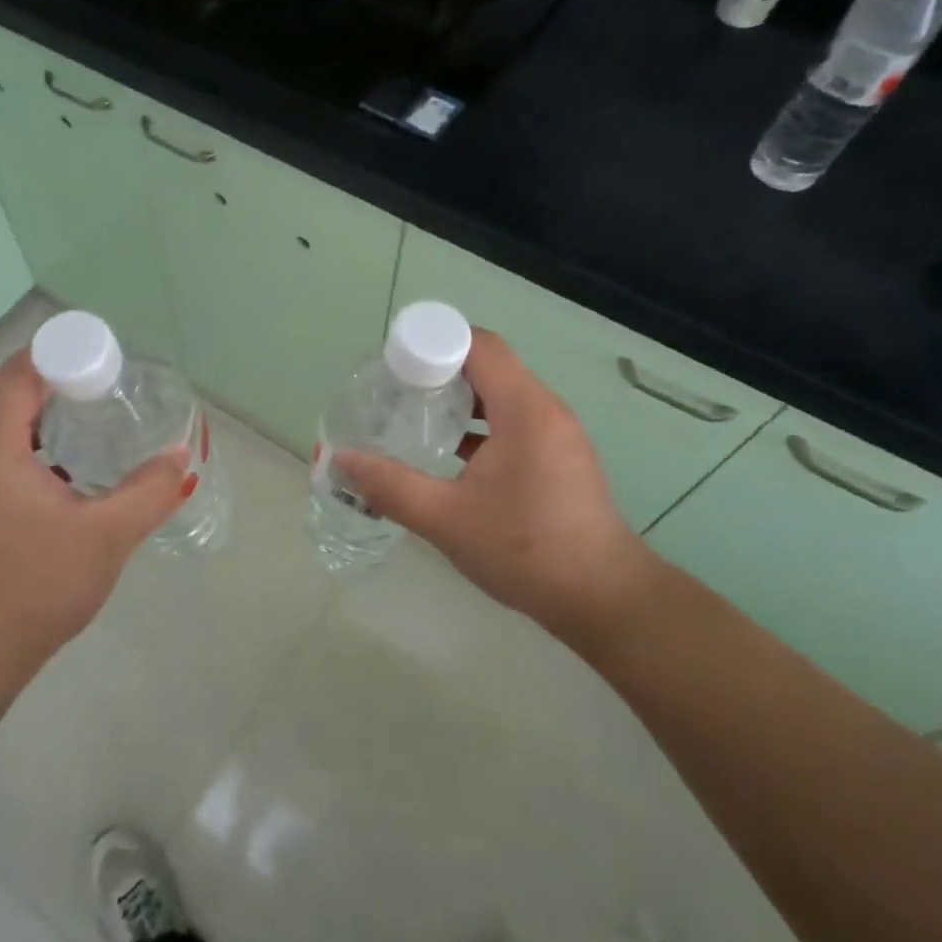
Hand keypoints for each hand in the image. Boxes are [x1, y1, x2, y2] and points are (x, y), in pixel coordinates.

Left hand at [0, 348, 190, 743]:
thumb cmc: (36, 587)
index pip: (19, 375)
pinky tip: (59, 490)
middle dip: (58, 395)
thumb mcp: (106, 537)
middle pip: (9, 404)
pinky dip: (25, 462)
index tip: (100, 365)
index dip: (58, 356)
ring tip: (90, 444)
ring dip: (43, 432)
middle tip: (108, 402)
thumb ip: (149, 492)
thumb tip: (180, 458)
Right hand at [335, 329, 666, 652]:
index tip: (393, 366)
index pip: (479, 345)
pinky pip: (513, 423)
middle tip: (393, 394)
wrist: (602, 598)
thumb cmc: (525, 550)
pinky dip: (479, 427)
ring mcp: (557, 435)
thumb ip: (389, 486)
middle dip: (438, 373)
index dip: (434, 344)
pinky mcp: (560, 459)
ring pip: (501, 397)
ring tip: (414, 420)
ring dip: (458, 402)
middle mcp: (546, 410)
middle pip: (488, 367)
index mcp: (525, 409)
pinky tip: (448, 455)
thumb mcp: (446, 519)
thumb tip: (339, 460)